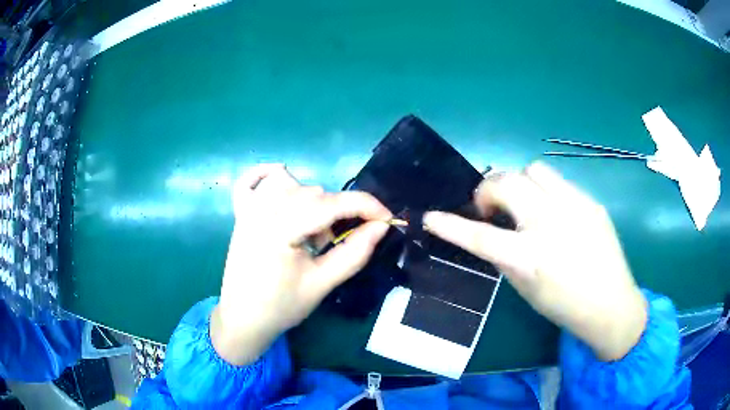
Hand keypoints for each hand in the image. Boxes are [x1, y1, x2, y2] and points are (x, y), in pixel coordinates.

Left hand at [211, 164, 391, 365]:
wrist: (243, 319)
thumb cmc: (281, 307)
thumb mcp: (322, 284)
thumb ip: (354, 253)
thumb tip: (381, 226)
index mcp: (279, 230)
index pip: (330, 204)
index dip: (365, 207)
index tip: (388, 219)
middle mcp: (261, 210)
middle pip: (311, 193)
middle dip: (335, 214)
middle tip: (332, 246)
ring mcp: (247, 209)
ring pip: (289, 182)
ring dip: (309, 199)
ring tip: (308, 231)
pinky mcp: (240, 213)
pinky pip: (250, 180)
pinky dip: (265, 174)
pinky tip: (280, 181)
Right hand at [423, 162, 646, 360]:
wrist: (610, 304)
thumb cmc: (563, 305)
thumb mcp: (525, 287)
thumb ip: (506, 255)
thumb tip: (494, 229)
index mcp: (529, 258)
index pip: (479, 235)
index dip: (450, 224)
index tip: (430, 216)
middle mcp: (550, 224)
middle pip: (505, 182)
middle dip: (488, 190)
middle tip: (491, 207)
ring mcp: (574, 207)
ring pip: (532, 170)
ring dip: (519, 183)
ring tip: (525, 203)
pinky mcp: (590, 201)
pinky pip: (558, 182)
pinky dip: (545, 191)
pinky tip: (553, 211)